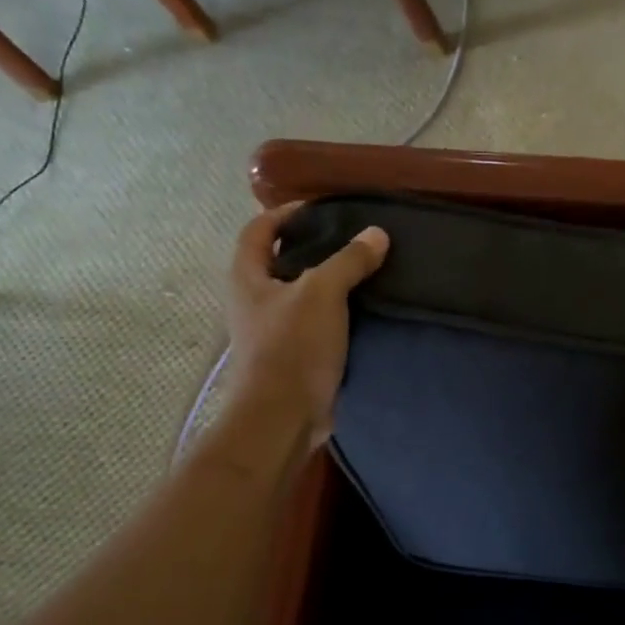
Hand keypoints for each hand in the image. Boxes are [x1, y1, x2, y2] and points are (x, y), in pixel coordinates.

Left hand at [225, 202, 388, 449]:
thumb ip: (349, 260)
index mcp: (247, 278)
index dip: (283, 213)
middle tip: (348, 239)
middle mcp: (253, 301)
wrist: (284, 415)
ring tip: (362, 271)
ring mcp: (271, 331)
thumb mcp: (323, 293)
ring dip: (325, 282)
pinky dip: (334, 312)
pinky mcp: (291, 356)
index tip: (319, 209)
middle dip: (309, 247)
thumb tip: (377, 234)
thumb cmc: (293, 346)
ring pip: (298, 294)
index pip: (258, 230)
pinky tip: (362, 311)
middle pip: (277, 261)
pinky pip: (313, 323)